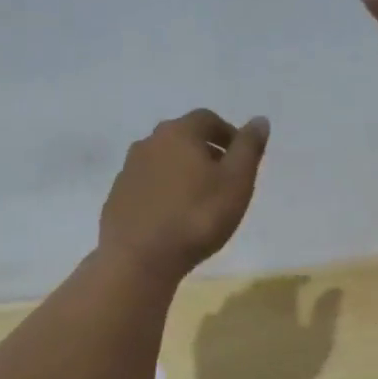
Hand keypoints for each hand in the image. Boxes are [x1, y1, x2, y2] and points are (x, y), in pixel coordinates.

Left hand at [98, 109, 268, 282]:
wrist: (140, 259)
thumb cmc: (197, 217)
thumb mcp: (236, 182)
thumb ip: (249, 148)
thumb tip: (259, 120)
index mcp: (178, 133)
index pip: (207, 119)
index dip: (227, 133)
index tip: (241, 156)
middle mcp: (148, 143)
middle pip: (182, 137)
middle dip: (205, 151)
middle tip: (223, 177)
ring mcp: (128, 170)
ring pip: (162, 161)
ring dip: (182, 171)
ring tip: (198, 199)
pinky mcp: (117, 197)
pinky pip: (147, 185)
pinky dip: (162, 191)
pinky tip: (172, 215)